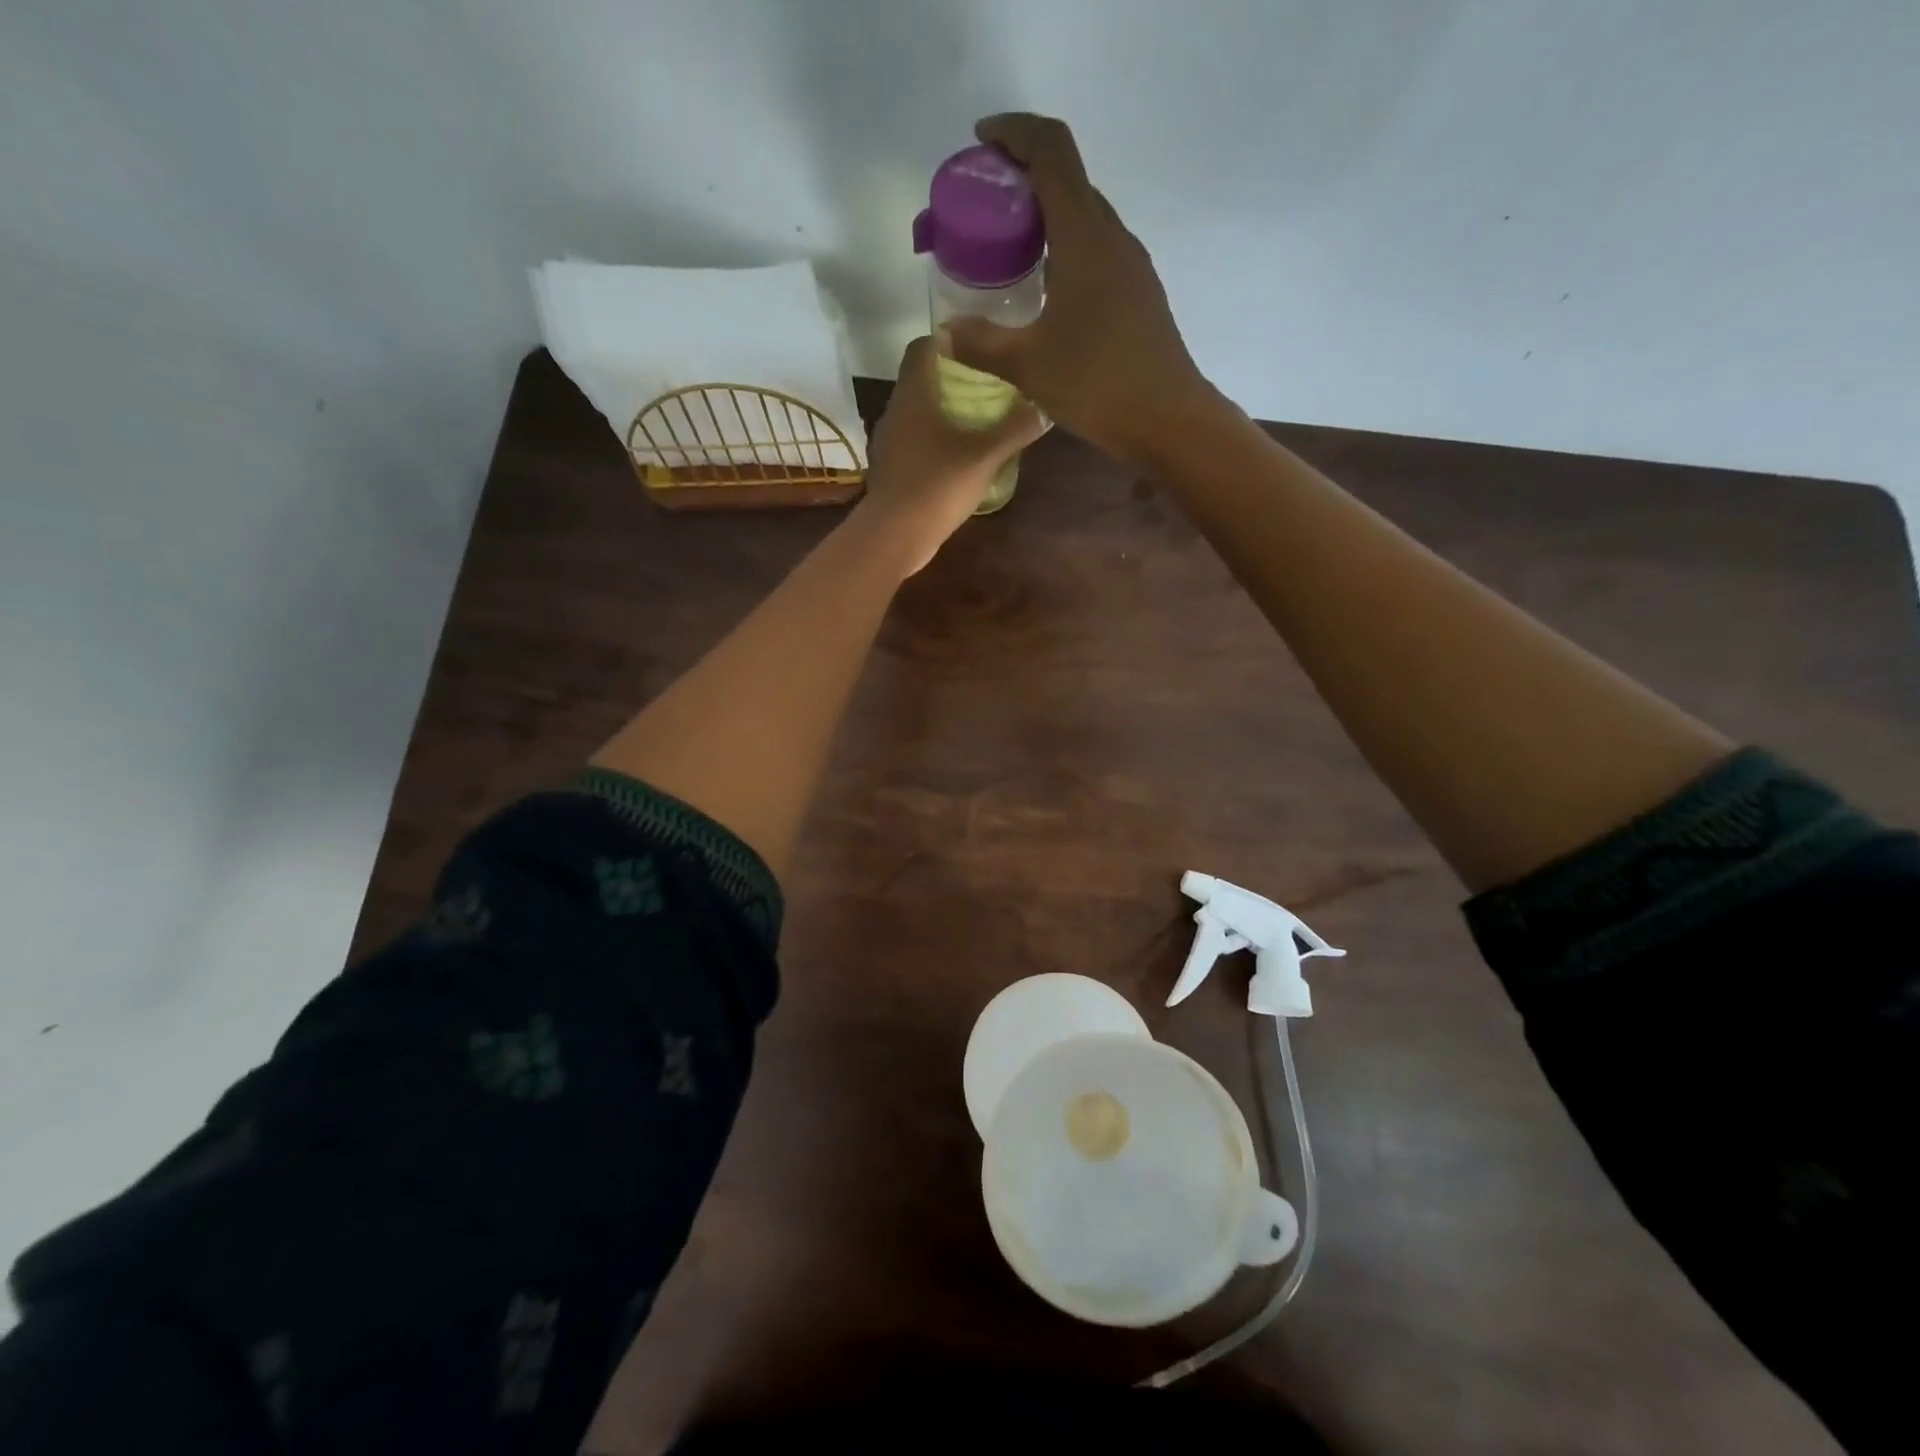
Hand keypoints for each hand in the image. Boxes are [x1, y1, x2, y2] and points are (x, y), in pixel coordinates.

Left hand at [853, 333, 1047, 575]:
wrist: (895, 535)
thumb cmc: (938, 485)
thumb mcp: (985, 456)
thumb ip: (1015, 429)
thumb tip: (1044, 408)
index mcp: (914, 394)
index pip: (924, 346)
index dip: (949, 340)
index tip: (977, 347)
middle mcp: (896, 411)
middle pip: (922, 380)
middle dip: (952, 380)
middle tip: (987, 386)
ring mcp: (889, 443)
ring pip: (917, 414)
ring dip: (943, 413)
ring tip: (977, 422)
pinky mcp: (891, 470)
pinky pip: (914, 444)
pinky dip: (934, 443)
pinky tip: (957, 458)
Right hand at [943, 114, 1218, 469]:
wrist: (1167, 419)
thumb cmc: (1097, 384)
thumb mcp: (1028, 365)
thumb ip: (982, 344)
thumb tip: (945, 334)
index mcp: (1083, 236)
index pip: (1051, 152)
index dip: (1014, 134)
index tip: (982, 142)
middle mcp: (1112, 237)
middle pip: (1069, 181)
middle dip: (1025, 179)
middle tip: (986, 207)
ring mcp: (1132, 266)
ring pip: (1086, 219)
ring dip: (1048, 218)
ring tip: (1010, 250)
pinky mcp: (1140, 295)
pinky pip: (1098, 252)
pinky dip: (1067, 251)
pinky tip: (1046, 290)